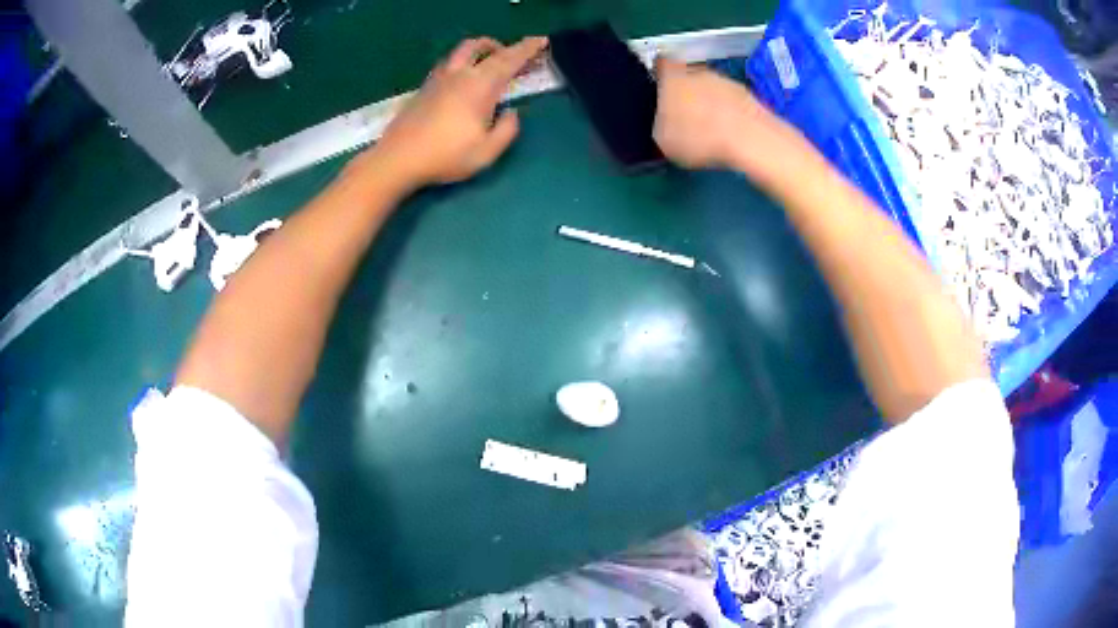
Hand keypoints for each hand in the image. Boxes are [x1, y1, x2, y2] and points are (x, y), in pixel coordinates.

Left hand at [365, 36, 548, 188]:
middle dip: (505, 45)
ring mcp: (439, 79)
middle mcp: (460, 75)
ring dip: (481, 48)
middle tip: (518, 52)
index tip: (541, 40)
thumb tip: (510, 113)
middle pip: (482, 47)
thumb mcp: (487, 152)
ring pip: (462, 50)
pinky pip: (449, 63)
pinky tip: (464, 77)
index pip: (509, 60)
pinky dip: (464, 61)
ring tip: (490, 59)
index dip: (527, 48)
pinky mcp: (425, 87)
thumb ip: (507, 130)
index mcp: (480, 86)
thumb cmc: (446, 156)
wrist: (398, 158)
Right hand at [653, 57, 804, 181]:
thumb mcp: (662, 140)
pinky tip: (727, 132)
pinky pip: (730, 100)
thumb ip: (659, 124)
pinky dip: (727, 112)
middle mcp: (698, 71)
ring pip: (710, 87)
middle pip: (688, 75)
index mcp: (672, 77)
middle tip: (683, 116)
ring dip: (708, 101)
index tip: (658, 87)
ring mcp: (725, 81)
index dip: (659, 74)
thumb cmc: (698, 137)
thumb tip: (663, 122)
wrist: (750, 139)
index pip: (661, 63)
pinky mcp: (747, 95)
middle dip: (685, 91)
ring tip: (708, 128)